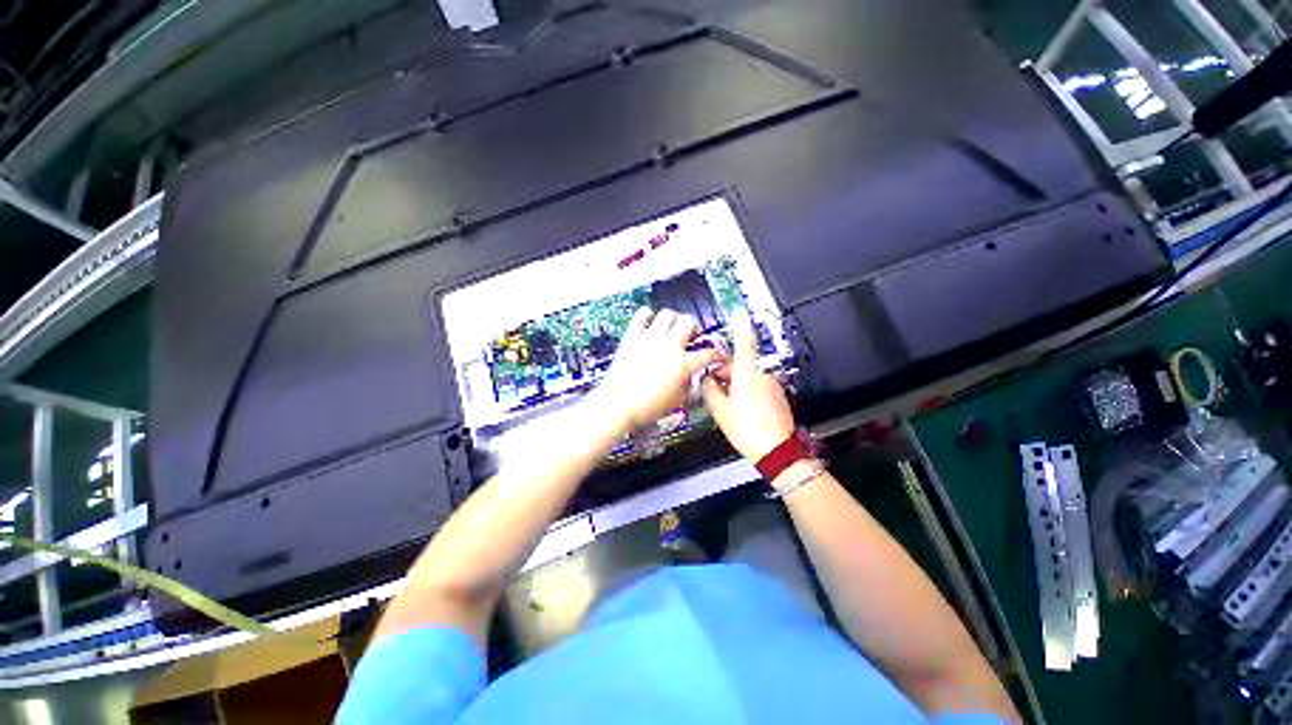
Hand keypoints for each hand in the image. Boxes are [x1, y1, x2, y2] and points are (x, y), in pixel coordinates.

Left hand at [591, 308, 725, 431]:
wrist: (617, 406)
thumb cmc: (644, 408)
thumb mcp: (678, 401)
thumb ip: (690, 386)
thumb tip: (692, 378)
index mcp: (682, 365)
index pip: (709, 353)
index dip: (718, 354)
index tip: (717, 355)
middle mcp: (668, 347)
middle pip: (690, 322)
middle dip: (695, 328)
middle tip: (692, 336)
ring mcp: (649, 339)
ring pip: (668, 313)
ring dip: (674, 319)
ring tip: (672, 328)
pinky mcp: (633, 337)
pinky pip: (642, 315)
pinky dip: (649, 316)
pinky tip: (651, 324)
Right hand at [700, 315, 795, 460]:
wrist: (776, 450)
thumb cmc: (746, 427)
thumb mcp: (720, 410)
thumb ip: (710, 390)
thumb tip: (707, 380)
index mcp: (748, 372)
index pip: (744, 342)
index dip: (740, 328)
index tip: (737, 317)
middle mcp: (762, 373)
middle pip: (741, 362)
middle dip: (725, 370)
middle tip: (712, 386)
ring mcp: (772, 384)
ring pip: (749, 374)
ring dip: (735, 381)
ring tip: (724, 402)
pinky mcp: (777, 395)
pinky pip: (757, 384)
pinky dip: (746, 389)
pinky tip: (738, 407)